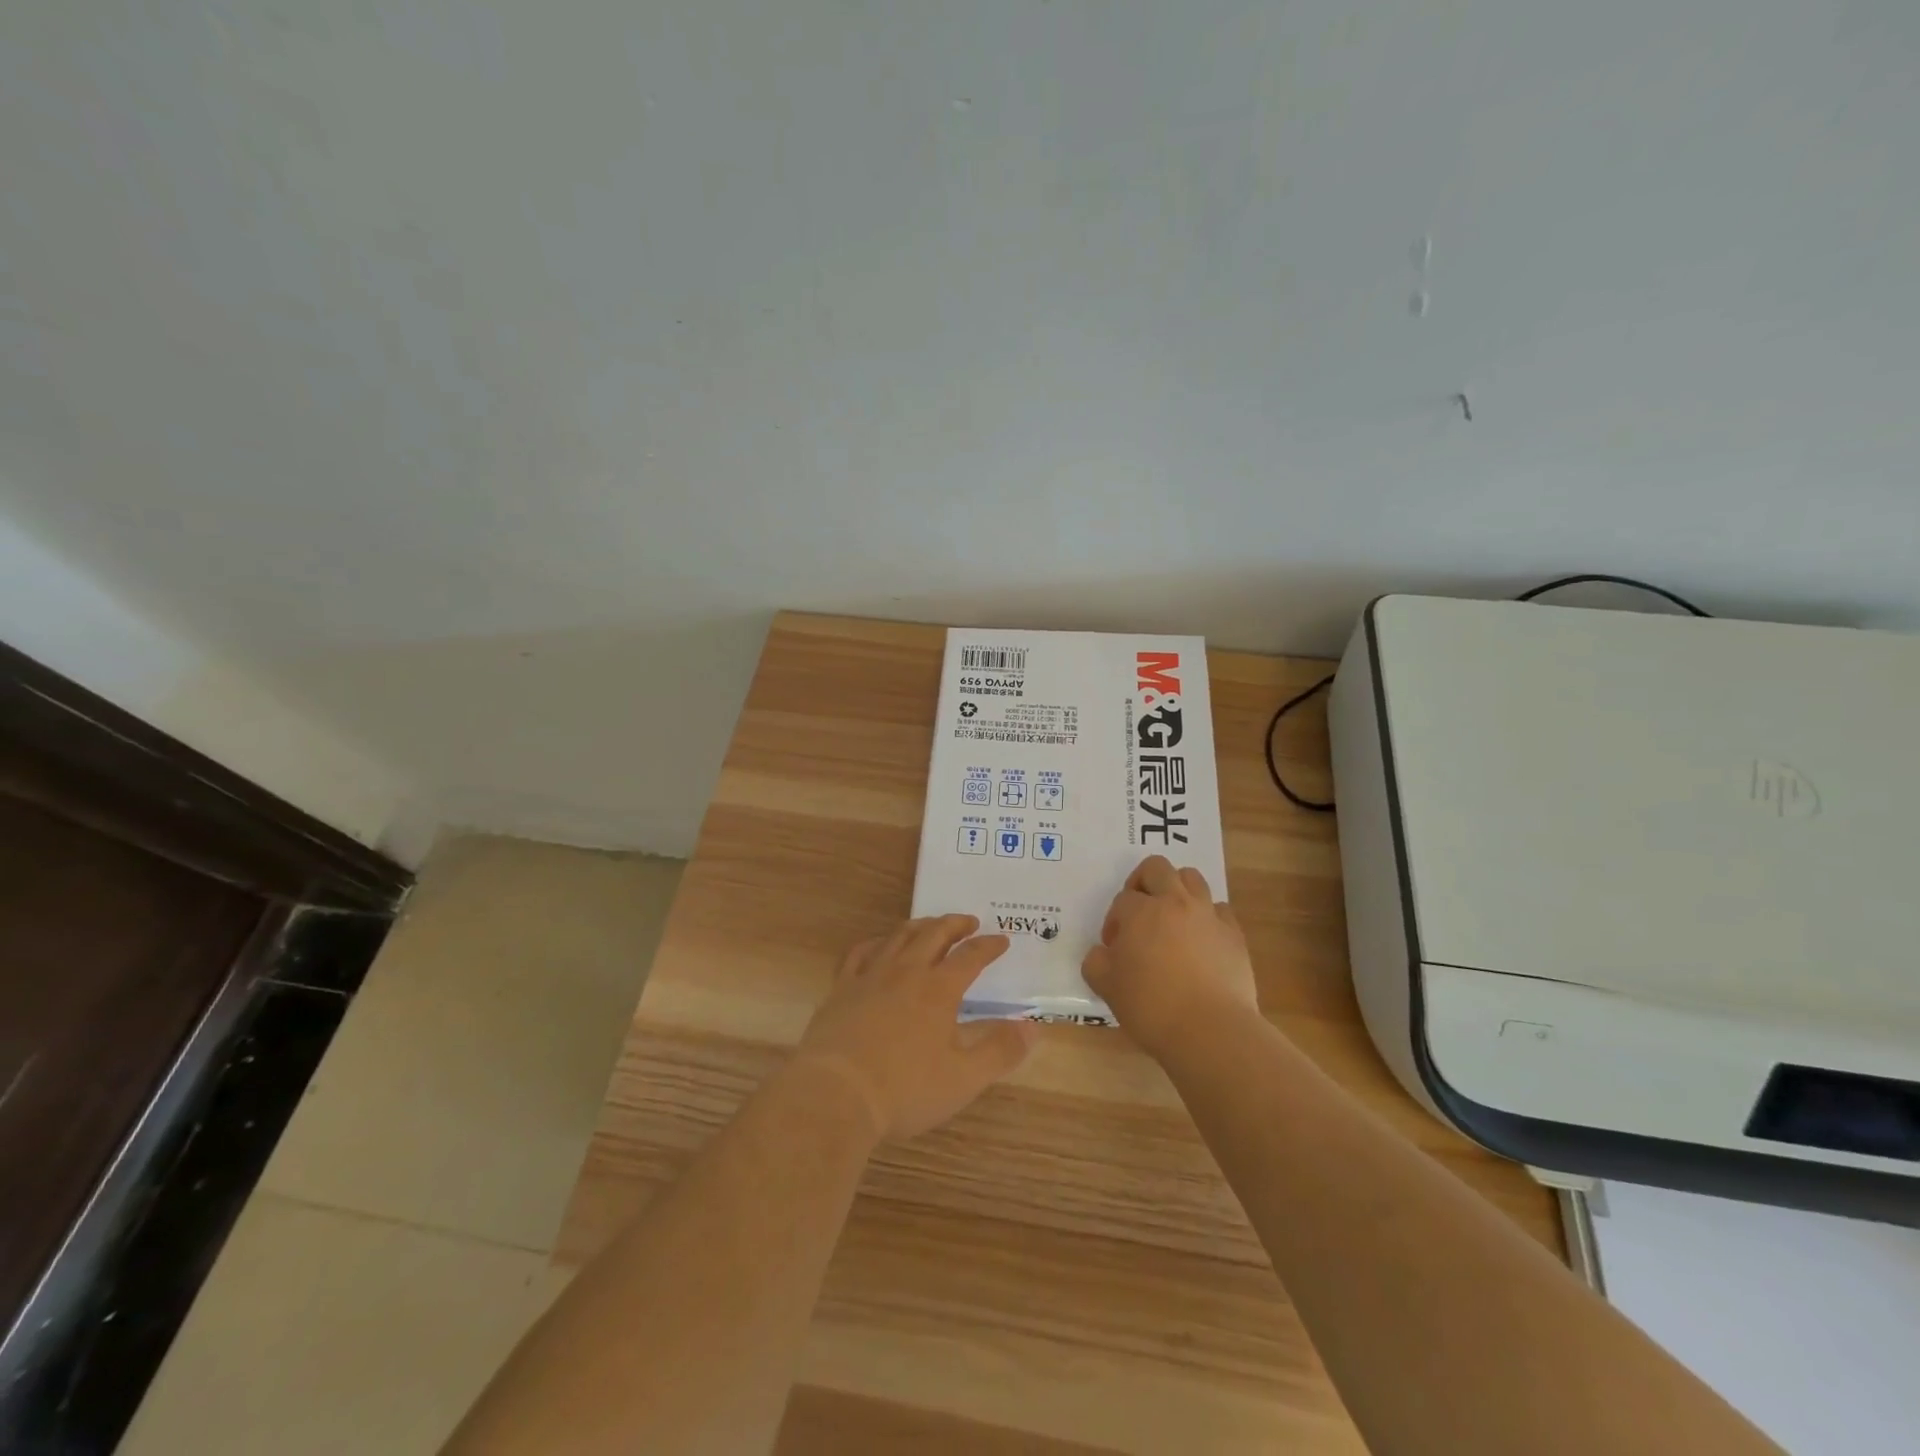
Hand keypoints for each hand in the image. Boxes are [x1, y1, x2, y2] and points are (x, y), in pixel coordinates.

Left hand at [794, 914, 1038, 1142]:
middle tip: (969, 922)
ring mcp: (870, 976)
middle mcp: (906, 972)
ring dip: (920, 926)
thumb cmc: (905, 1089)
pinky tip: (879, 946)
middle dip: (955, 924)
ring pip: (898, 937)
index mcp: (939, 990)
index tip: (1002, 940)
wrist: (836, 1094)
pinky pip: (860, 952)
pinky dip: (877, 942)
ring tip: (930, 925)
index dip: (988, 947)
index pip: (970, 957)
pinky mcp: (842, 988)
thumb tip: (1033, 1027)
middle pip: (934, 934)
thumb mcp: (964, 1078)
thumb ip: (1000, 1051)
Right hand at [1082, 855, 1258, 1058]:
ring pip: (1192, 878)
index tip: (1115, 948)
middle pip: (1157, 868)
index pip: (1122, 899)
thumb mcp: (1106, 987)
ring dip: (1177, 890)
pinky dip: (1208, 917)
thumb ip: (1096, 962)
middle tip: (1139, 912)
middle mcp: (1175, 902)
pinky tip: (1201, 941)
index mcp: (1141, 911)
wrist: (1210, 1030)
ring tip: (1171, 919)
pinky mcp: (1234, 934)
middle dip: (1142, 882)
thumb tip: (1102, 953)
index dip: (1114, 921)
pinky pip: (1219, 910)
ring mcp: (1208, 915)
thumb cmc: (1151, 1006)